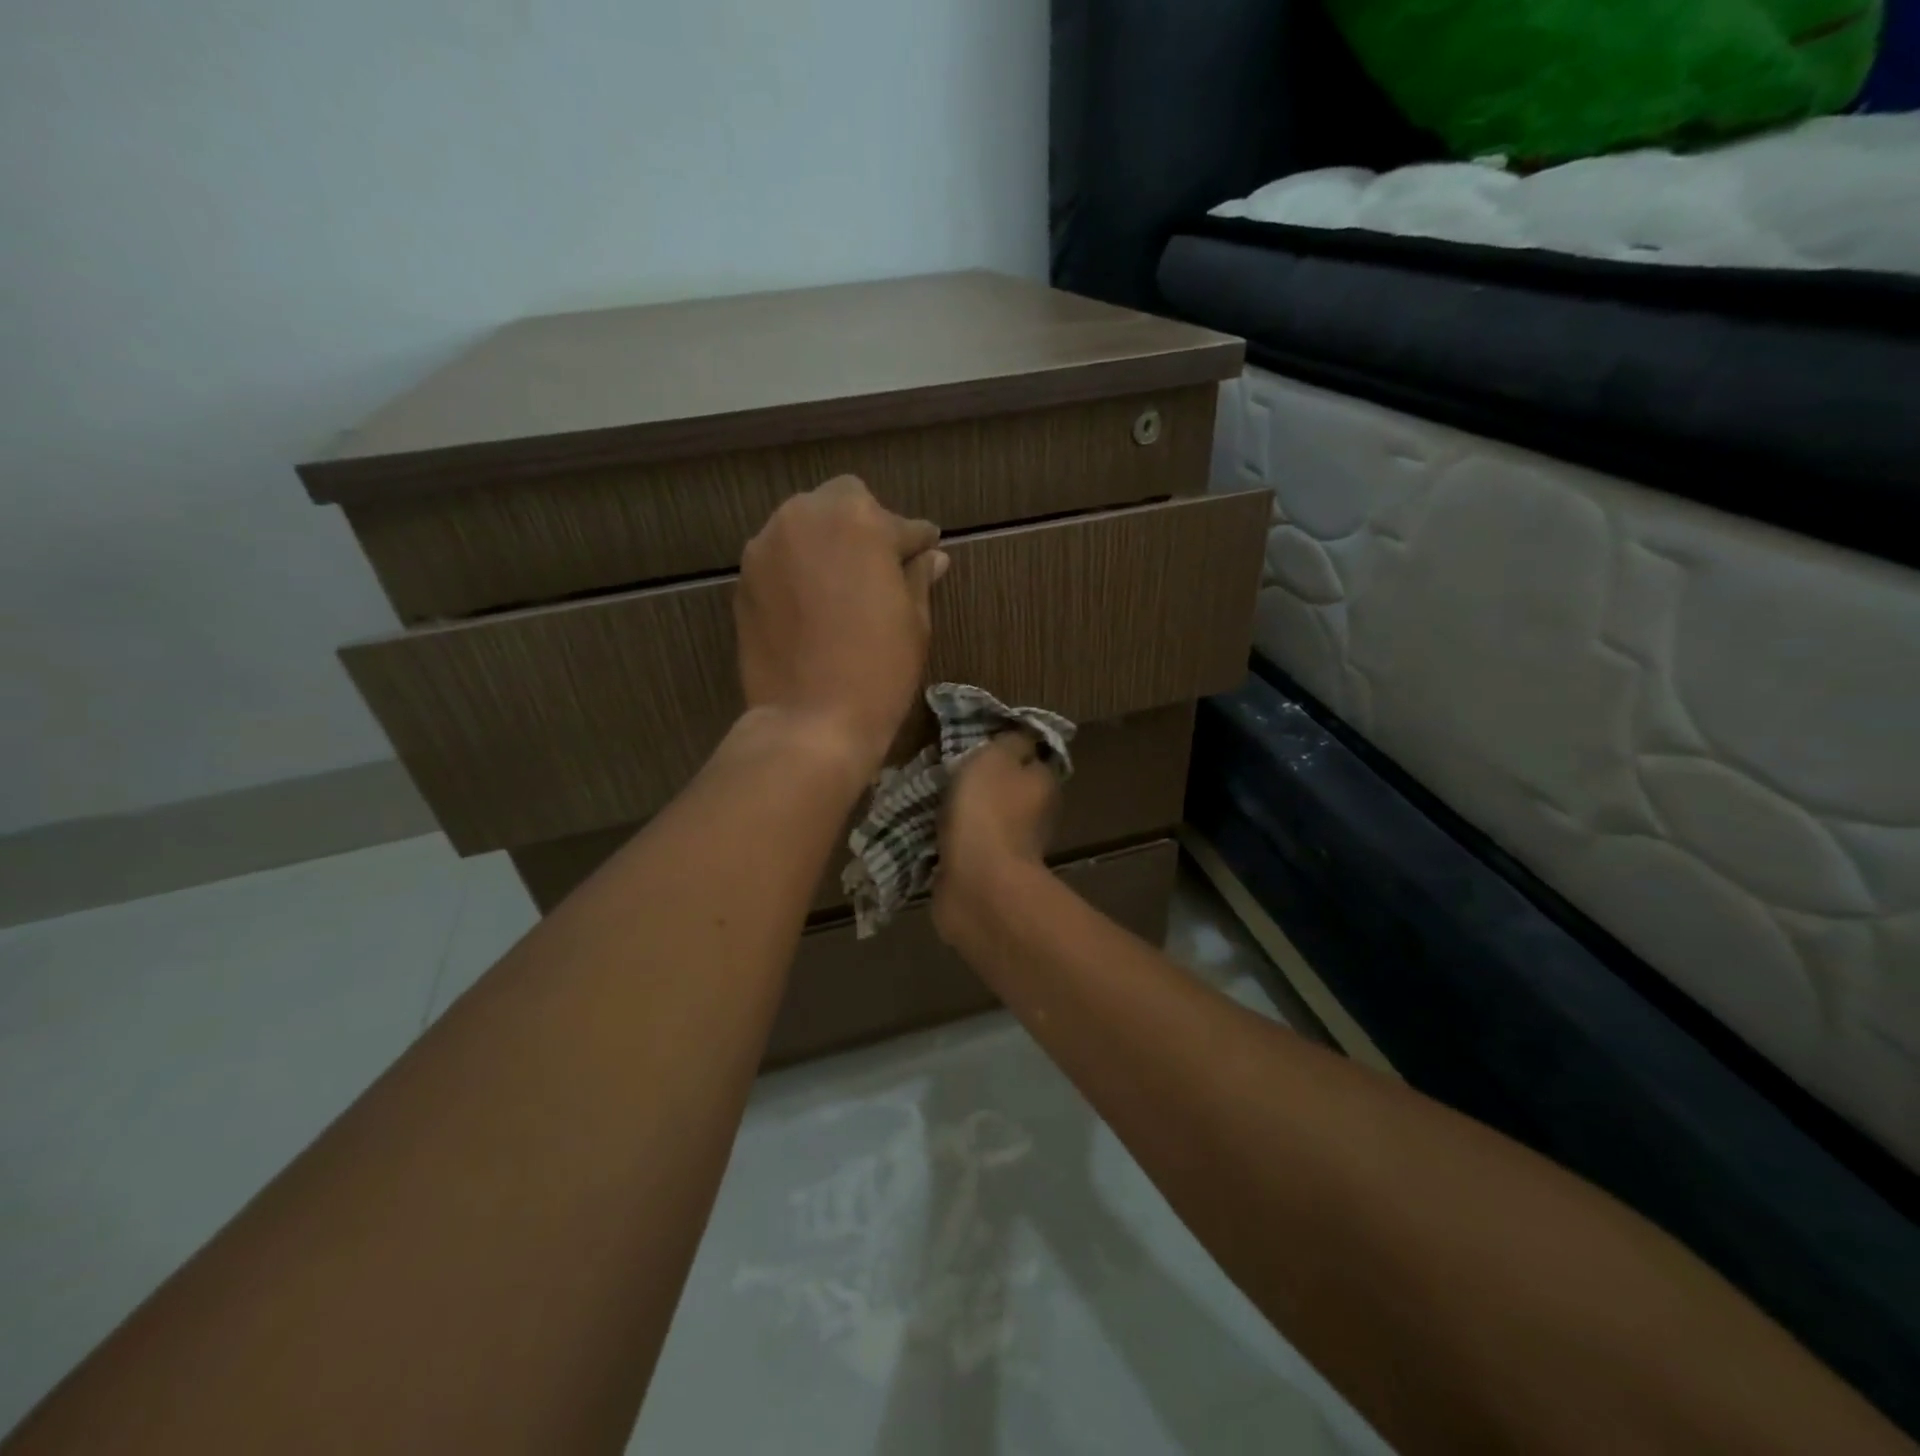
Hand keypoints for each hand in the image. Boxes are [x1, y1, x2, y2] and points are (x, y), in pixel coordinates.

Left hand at [735, 475, 948, 776]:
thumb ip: (918, 577)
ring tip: (842, 587)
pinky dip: (799, 569)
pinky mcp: (744, 578)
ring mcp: (767, 546)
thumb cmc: (879, 670)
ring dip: (827, 544)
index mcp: (859, 520)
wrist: (810, 720)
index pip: (901, 524)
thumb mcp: (914, 621)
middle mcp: (806, 517)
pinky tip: (812, 605)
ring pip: (804, 525)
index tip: (925, 555)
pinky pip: (780, 557)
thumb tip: (932, 557)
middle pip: (843, 503)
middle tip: (880, 569)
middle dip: (865, 527)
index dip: (917, 544)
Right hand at [933, 731, 1061, 940]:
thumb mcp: (997, 757)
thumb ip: (1010, 741)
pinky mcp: (984, 872)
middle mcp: (1035, 816)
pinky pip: (965, 846)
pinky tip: (924, 828)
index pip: (1032, 757)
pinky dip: (949, 839)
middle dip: (981, 781)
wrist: (977, 884)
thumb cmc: (988, 811)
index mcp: (1044, 784)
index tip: (978, 740)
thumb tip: (1023, 736)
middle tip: (946, 766)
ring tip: (928, 795)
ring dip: (962, 812)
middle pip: (1007, 788)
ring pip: (984, 818)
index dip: (1008, 747)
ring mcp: (1010, 847)